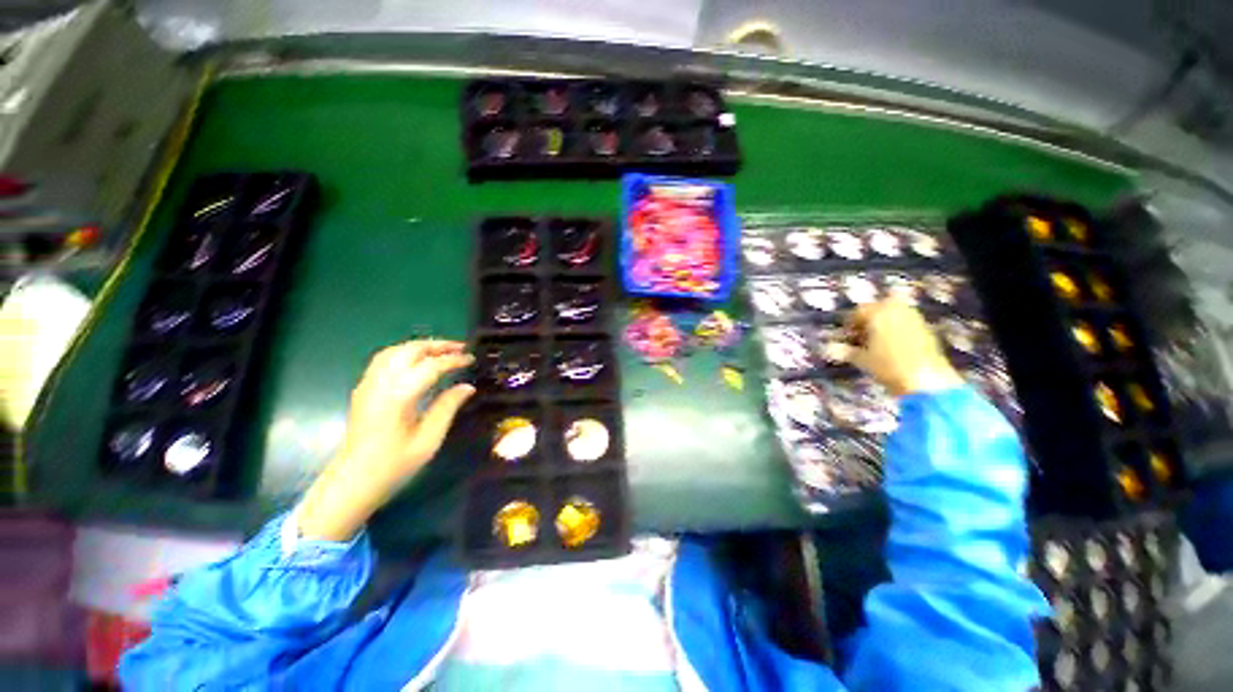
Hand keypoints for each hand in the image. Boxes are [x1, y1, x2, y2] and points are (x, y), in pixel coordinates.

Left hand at [297, 340, 475, 540]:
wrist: (352, 482)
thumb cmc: (394, 465)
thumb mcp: (428, 440)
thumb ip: (448, 408)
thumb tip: (467, 387)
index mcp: (398, 396)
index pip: (430, 366)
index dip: (453, 360)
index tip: (471, 359)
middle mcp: (380, 384)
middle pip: (409, 350)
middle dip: (437, 345)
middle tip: (460, 348)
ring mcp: (368, 385)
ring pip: (394, 351)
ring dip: (420, 346)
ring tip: (442, 351)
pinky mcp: (363, 390)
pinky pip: (384, 360)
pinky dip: (405, 353)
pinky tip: (417, 362)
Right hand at [829, 299, 963, 395]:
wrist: (926, 379)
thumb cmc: (888, 366)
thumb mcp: (862, 359)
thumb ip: (845, 351)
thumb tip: (828, 348)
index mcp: (878, 312)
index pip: (858, 311)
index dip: (849, 324)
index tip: (844, 337)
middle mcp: (897, 310)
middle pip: (878, 308)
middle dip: (868, 319)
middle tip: (860, 336)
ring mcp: (914, 318)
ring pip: (894, 313)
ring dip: (883, 323)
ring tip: (875, 341)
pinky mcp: (926, 329)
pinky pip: (906, 322)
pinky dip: (897, 329)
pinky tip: (892, 346)